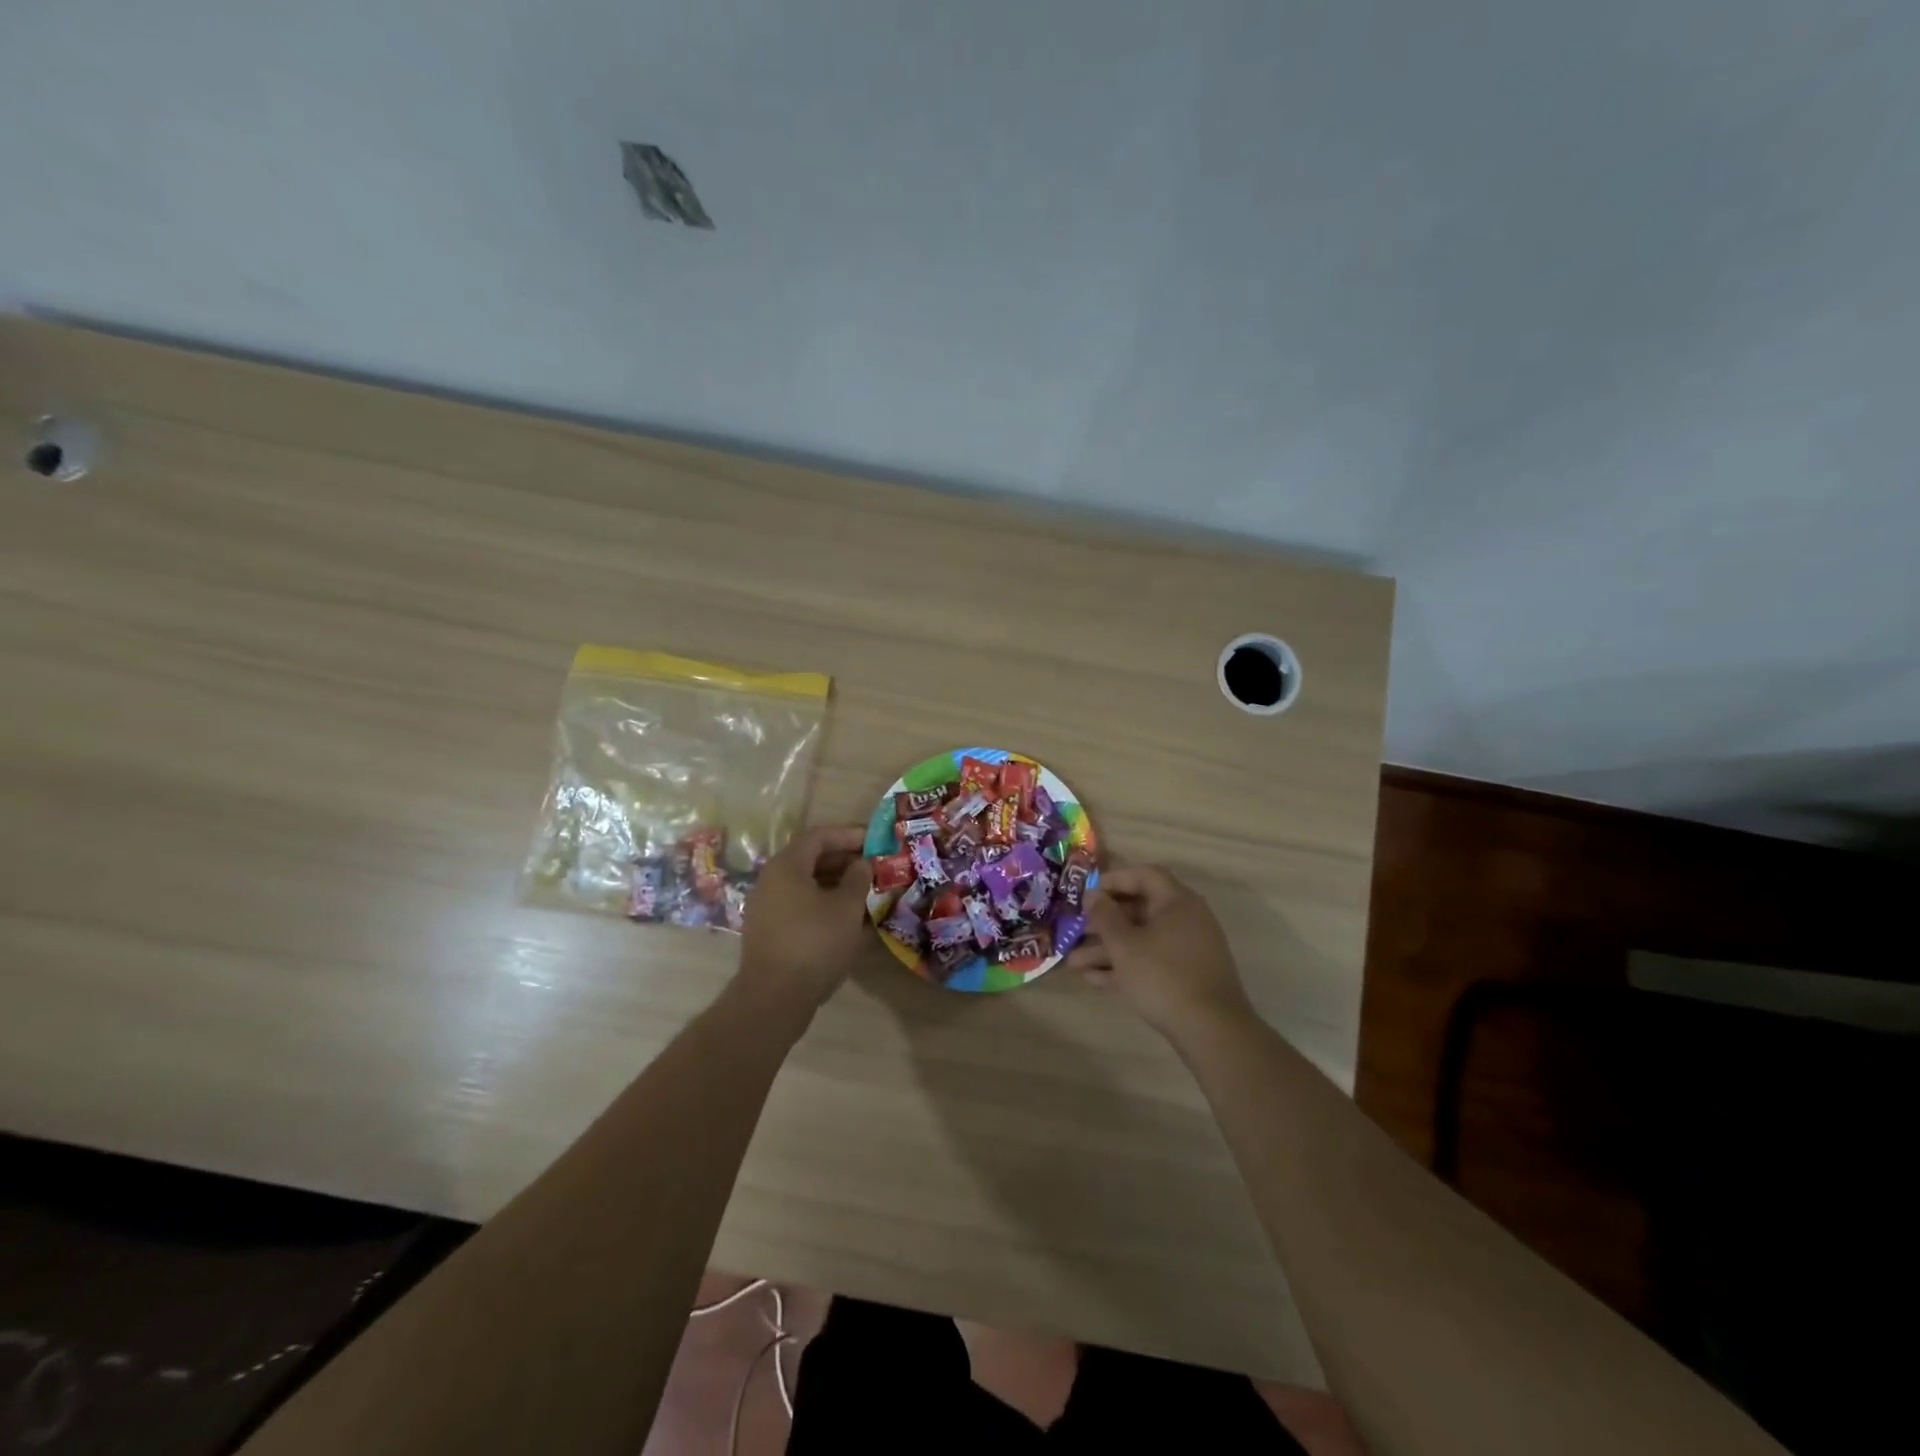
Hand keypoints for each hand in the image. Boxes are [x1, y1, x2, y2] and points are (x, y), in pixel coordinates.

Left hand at [736, 825, 871, 1015]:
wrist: (774, 997)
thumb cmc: (814, 943)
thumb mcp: (846, 908)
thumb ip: (857, 879)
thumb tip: (861, 864)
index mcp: (786, 866)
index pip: (819, 836)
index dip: (848, 834)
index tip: (874, 840)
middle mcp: (771, 880)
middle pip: (810, 858)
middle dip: (843, 859)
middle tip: (873, 866)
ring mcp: (766, 907)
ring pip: (805, 884)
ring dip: (835, 883)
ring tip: (865, 891)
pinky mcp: (768, 931)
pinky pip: (799, 905)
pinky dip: (823, 903)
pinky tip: (846, 918)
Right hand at [1067, 865, 1255, 1040]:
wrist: (1212, 1031)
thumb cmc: (1163, 976)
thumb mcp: (1124, 944)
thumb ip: (1104, 915)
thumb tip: (1092, 894)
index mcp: (1177, 902)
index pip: (1144, 875)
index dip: (1114, 880)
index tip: (1088, 893)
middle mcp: (1186, 919)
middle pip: (1139, 910)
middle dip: (1104, 923)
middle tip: (1075, 930)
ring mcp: (1188, 949)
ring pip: (1142, 940)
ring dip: (1108, 949)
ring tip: (1074, 963)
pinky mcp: (1187, 976)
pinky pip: (1152, 961)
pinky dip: (1126, 966)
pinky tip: (1095, 980)